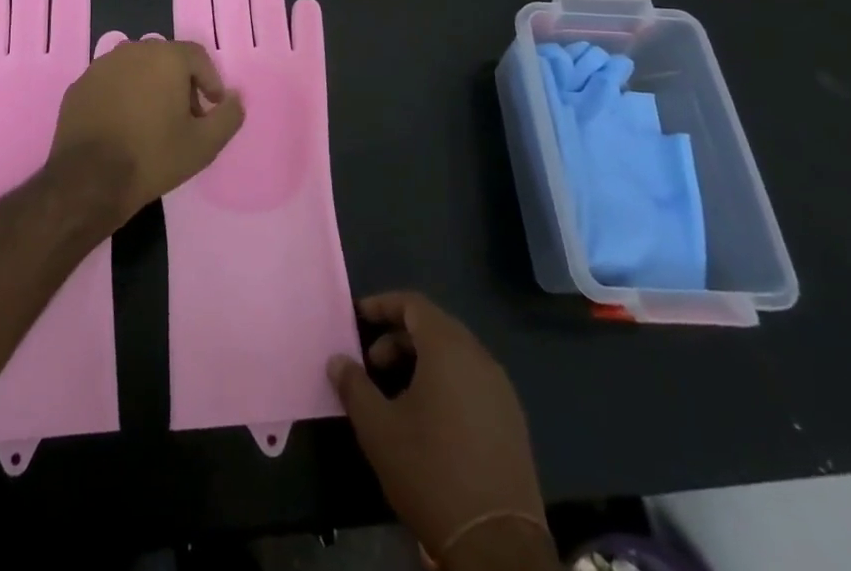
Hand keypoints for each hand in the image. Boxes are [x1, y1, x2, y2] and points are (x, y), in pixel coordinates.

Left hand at [50, 39, 243, 226]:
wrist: (89, 179)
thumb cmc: (153, 156)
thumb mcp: (204, 144)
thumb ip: (228, 116)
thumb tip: (236, 98)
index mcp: (165, 57)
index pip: (197, 56)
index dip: (210, 80)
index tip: (212, 107)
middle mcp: (132, 50)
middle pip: (166, 59)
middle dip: (180, 83)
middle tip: (186, 117)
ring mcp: (101, 66)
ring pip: (136, 69)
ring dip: (150, 87)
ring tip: (153, 122)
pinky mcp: (80, 85)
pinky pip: (111, 83)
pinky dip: (122, 96)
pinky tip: (123, 126)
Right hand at [329, 293, 552, 570]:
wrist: (496, 545)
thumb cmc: (431, 472)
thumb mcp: (378, 429)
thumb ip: (354, 386)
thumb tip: (337, 360)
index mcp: (449, 349)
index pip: (413, 304)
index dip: (383, 305)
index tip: (357, 318)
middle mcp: (479, 358)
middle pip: (434, 327)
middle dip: (398, 337)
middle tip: (371, 363)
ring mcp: (501, 390)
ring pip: (455, 355)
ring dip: (421, 361)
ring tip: (396, 394)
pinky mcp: (513, 422)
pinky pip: (473, 381)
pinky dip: (446, 382)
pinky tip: (430, 419)